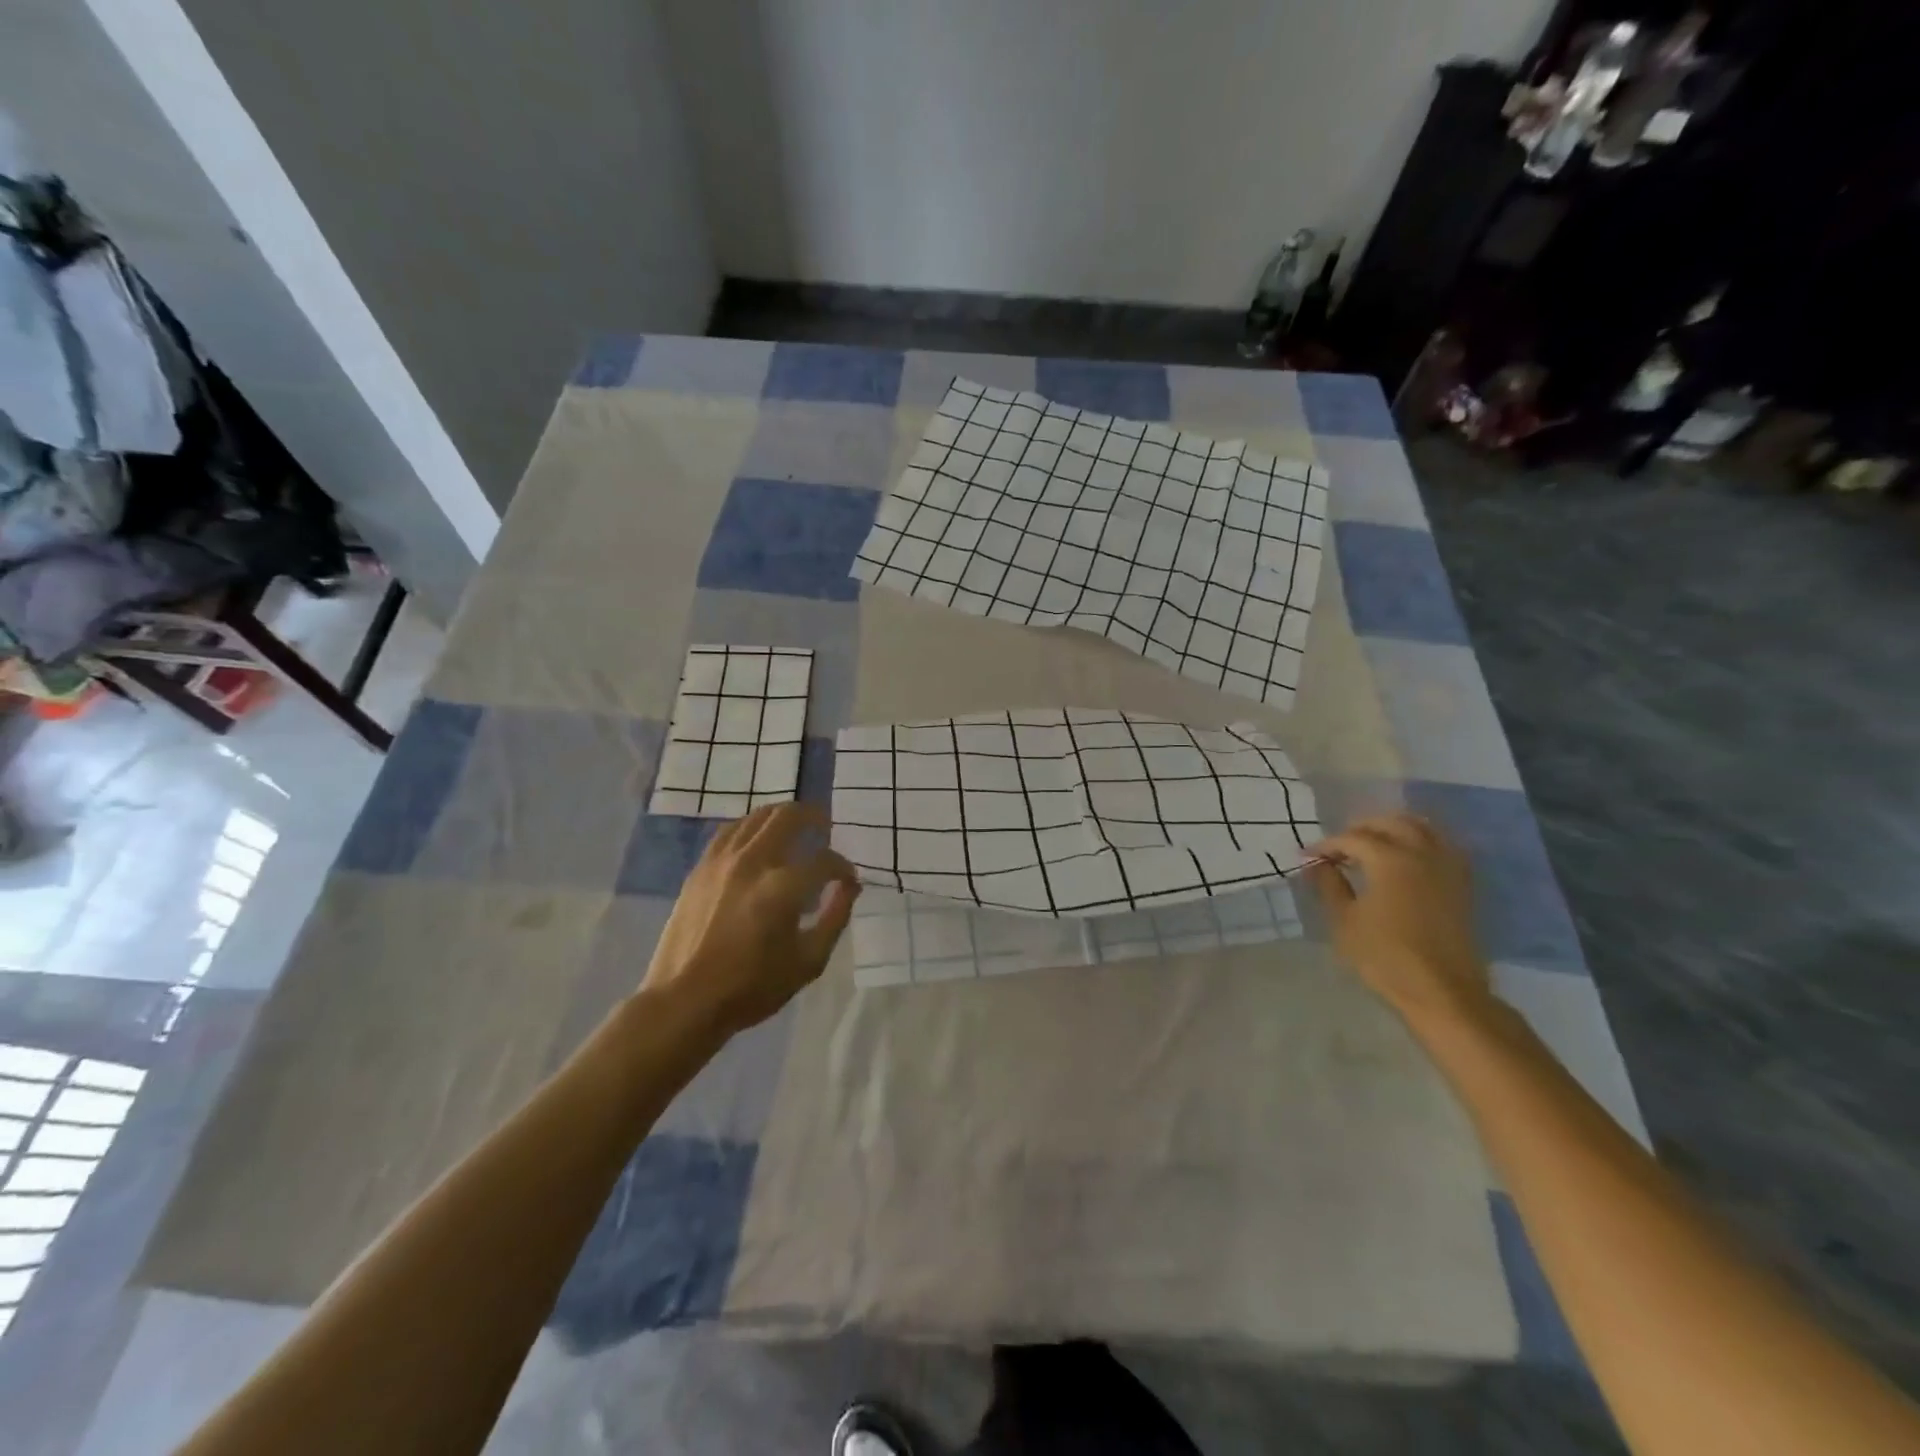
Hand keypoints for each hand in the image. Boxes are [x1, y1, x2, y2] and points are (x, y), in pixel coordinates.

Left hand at [641, 804, 860, 1038]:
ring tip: (796, 827)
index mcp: (783, 887)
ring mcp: (722, 861)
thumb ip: (835, 918)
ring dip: (783, 816)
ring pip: (757, 816)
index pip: (824, 861)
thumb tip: (850, 887)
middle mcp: (753, 862)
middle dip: (815, 818)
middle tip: (826, 828)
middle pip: (789, 817)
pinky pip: (730, 831)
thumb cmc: (752, 987)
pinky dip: (751, 827)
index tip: (848, 881)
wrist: (685, 1001)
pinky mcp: (701, 868)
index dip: (843, 868)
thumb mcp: (809, 962)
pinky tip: (758, 839)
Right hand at [1303, 814, 1493, 1027]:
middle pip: (1391, 822)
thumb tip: (1318, 864)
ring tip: (1373, 845)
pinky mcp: (1462, 884)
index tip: (1308, 856)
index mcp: (1389, 859)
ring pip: (1422, 828)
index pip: (1352, 839)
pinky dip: (1421, 842)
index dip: (1327, 845)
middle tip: (1340, 846)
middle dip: (1361, 828)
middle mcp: (1421, 853)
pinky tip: (1406, 858)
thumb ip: (1329, 885)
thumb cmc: (1384, 956)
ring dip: (1394, 828)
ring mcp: (1447, 867)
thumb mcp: (1344, 921)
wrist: (1442, 991)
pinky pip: (1442, 846)